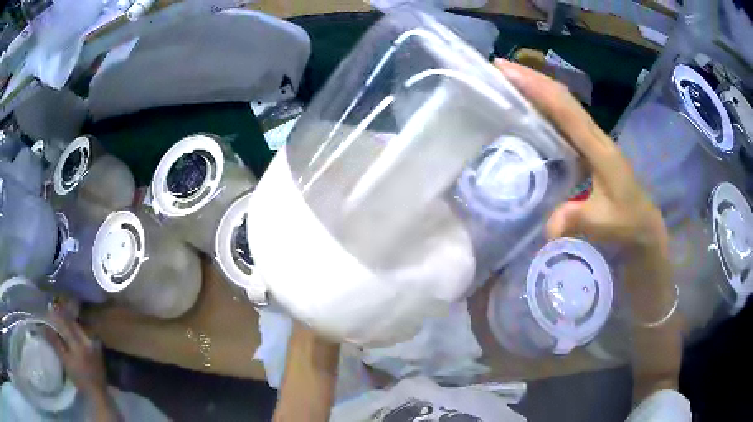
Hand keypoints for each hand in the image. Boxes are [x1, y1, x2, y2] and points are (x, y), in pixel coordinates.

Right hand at [46, 312, 106, 397]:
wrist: (97, 394)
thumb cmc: (80, 379)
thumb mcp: (66, 361)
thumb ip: (55, 342)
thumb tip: (43, 327)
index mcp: (79, 342)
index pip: (65, 323)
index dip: (55, 316)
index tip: (47, 311)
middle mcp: (87, 339)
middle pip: (72, 323)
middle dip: (61, 316)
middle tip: (52, 312)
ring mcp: (93, 343)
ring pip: (77, 327)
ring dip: (68, 322)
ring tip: (58, 320)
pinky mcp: (96, 348)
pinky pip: (83, 334)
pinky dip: (75, 330)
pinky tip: (69, 330)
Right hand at [494, 59, 668, 255]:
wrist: (644, 225)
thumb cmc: (627, 222)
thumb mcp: (604, 224)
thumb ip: (578, 219)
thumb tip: (548, 226)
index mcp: (599, 148)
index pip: (565, 110)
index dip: (537, 89)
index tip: (507, 72)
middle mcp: (595, 135)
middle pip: (563, 97)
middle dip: (532, 78)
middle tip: (499, 67)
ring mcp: (593, 139)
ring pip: (564, 103)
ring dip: (538, 87)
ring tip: (510, 78)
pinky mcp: (590, 146)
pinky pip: (565, 117)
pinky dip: (546, 104)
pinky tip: (531, 105)